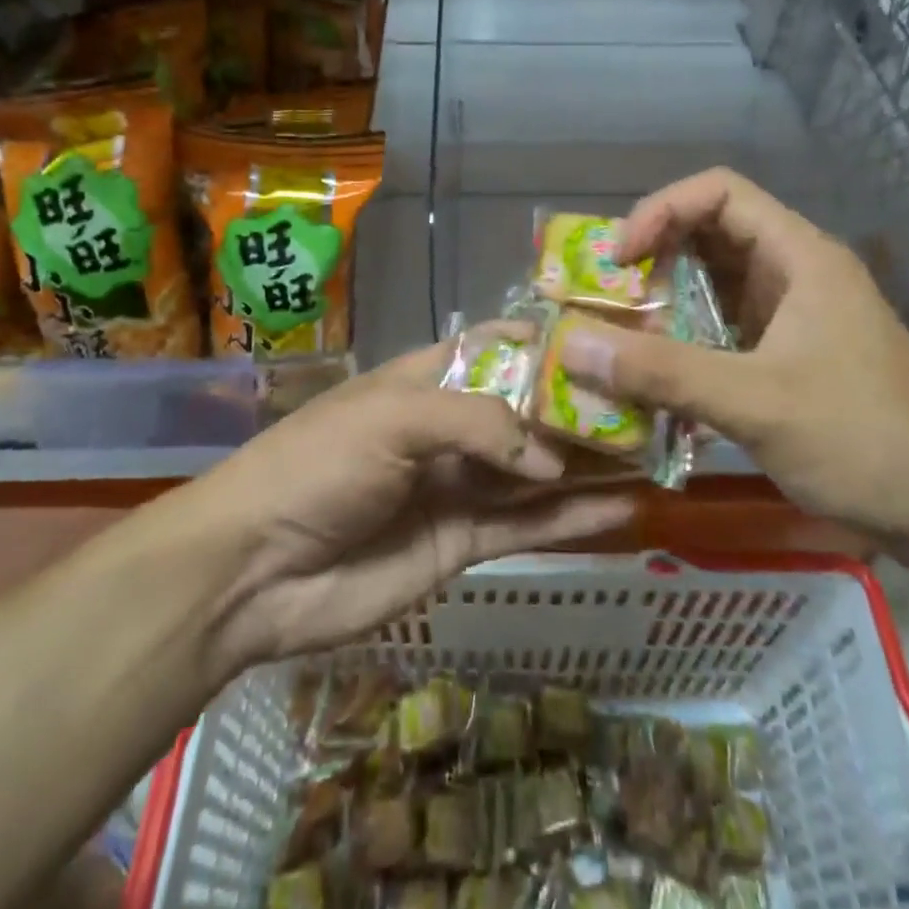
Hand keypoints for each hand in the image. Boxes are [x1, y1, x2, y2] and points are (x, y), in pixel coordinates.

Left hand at [190, 339, 633, 678]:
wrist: (254, 570)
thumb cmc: (319, 465)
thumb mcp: (393, 418)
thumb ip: (478, 424)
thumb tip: (550, 457)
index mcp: (424, 381)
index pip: (494, 348)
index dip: (543, 342)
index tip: (605, 338)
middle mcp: (448, 429)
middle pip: (525, 412)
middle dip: (580, 408)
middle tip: (650, 404)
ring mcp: (457, 487)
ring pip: (536, 472)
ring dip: (589, 465)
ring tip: (653, 454)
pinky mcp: (462, 544)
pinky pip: (527, 526)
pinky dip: (574, 519)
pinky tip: (625, 509)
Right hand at [555, 168, 908, 542]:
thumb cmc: (862, 441)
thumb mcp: (755, 403)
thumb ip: (661, 372)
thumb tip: (569, 343)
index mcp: (799, 256)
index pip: (719, 192)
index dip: (660, 210)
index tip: (619, 258)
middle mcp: (794, 272)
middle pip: (710, 233)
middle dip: (652, 256)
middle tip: (604, 296)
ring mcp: (793, 315)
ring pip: (713, 283)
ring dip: (663, 300)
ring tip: (615, 332)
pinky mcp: (788, 354)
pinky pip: (722, 326)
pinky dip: (682, 338)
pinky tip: (653, 371)